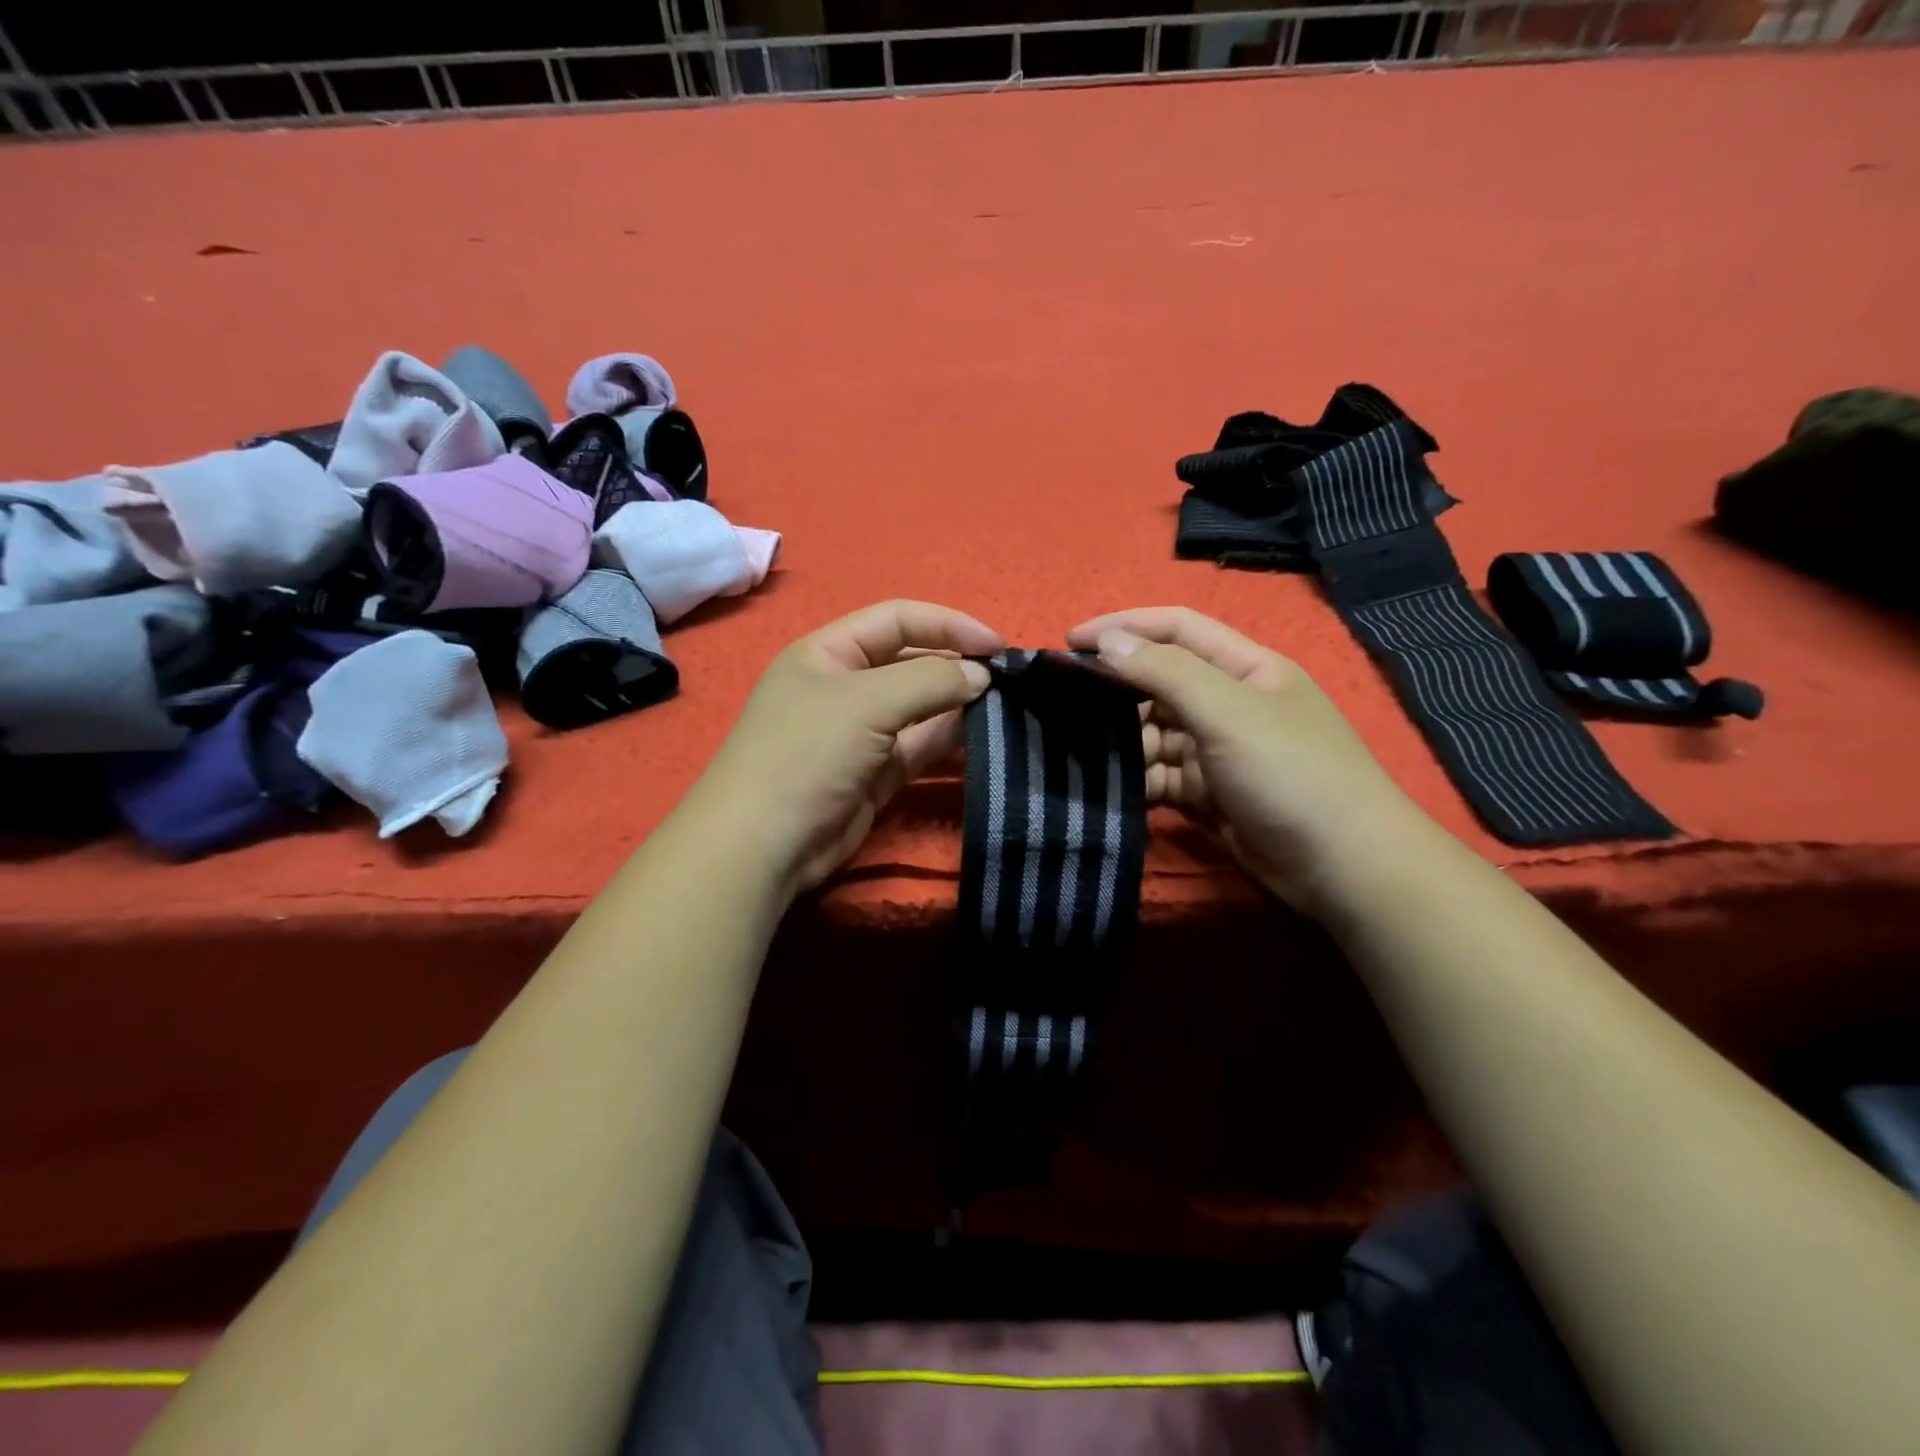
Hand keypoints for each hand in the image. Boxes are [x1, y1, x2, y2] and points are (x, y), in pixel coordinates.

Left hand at [693, 600, 1003, 894]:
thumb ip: (930, 680)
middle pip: (910, 663)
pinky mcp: (874, 775)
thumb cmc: (807, 752)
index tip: (997, 645)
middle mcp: (844, 687)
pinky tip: (982, 737)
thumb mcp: (867, 701)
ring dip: (957, 706)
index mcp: (829, 652)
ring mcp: (859, 734)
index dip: (949, 625)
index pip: (897, 620)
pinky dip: (947, 741)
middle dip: (956, 666)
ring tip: (1004, 708)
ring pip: (919, 709)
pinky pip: (918, 748)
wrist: (762, 845)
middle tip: (1007, 681)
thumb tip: (981, 675)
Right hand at [1065, 607, 1430, 913]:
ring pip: (1155, 733)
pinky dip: (1137, 780)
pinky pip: (1161, 777)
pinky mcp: (1209, 795)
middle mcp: (1230, 704)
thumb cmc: (1290, 772)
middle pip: (1160, 682)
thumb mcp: (1228, 710)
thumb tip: (1109, 641)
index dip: (1124, 627)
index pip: (1176, 629)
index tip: (1069, 641)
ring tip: (1085, 755)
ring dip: (1123, 742)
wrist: (1344, 868)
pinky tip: (1111, 789)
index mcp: (1245, 668)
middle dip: (1116, 690)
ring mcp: (1219, 752)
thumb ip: (1165, 671)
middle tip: (1065, 705)